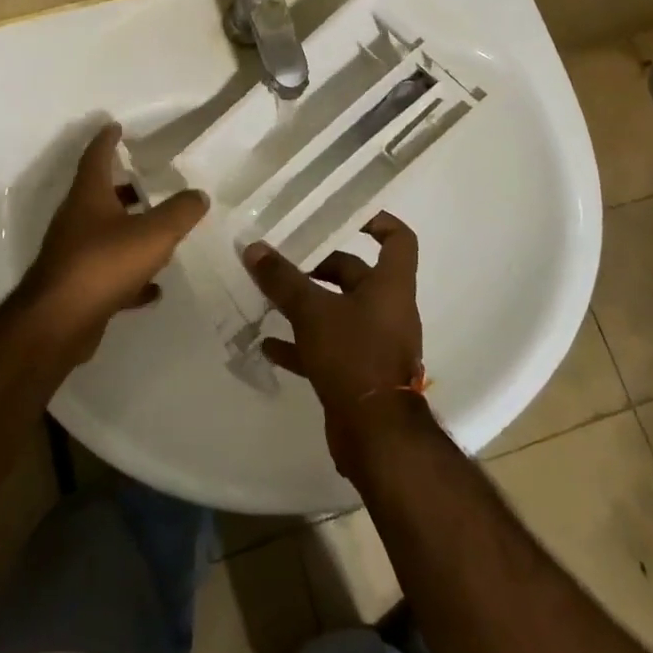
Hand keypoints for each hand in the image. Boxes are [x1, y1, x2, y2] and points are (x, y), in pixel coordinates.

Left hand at [14, 123, 208, 366]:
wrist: (59, 323)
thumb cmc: (104, 264)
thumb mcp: (153, 234)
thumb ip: (180, 211)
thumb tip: (199, 194)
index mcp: (89, 196)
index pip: (96, 156)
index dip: (107, 139)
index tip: (116, 126)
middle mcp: (77, 219)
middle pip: (100, 194)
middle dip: (124, 186)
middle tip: (149, 180)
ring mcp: (74, 254)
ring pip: (104, 233)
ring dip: (128, 229)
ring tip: (158, 231)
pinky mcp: (78, 286)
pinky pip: (109, 273)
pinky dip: (131, 275)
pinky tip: (153, 288)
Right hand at [243, 212, 426, 475]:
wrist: (376, 437)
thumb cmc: (354, 356)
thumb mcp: (313, 311)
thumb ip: (283, 279)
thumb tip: (253, 247)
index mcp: (390, 286)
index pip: (398, 239)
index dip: (377, 221)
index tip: (345, 216)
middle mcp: (387, 310)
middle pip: (357, 274)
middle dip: (321, 266)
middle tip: (286, 261)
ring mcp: (374, 343)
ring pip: (339, 311)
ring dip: (307, 304)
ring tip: (269, 298)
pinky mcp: (358, 373)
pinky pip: (327, 347)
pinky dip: (301, 343)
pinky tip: (269, 344)